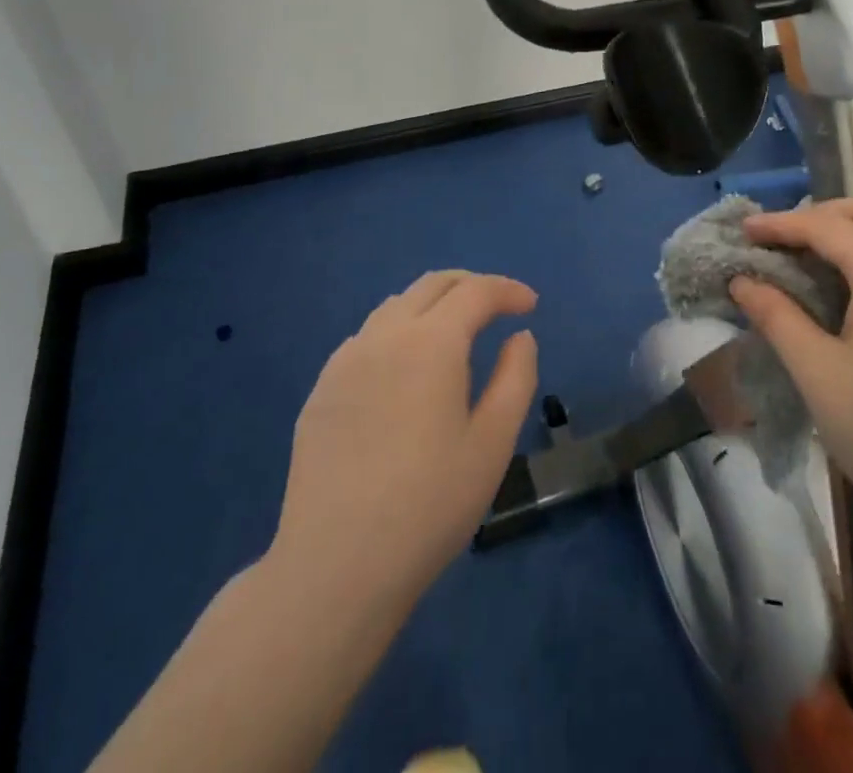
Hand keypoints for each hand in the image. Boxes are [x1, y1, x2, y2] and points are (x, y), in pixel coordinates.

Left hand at [274, 271, 537, 608]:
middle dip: (471, 286)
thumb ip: (515, 378)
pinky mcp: (321, 389)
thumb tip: (519, 337)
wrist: (335, 567)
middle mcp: (384, 336)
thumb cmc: (429, 505)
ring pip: (395, 306)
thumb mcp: (492, 443)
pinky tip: (405, 372)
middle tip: (497, 308)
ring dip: (432, 306)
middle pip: (432, 285)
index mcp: (431, 343)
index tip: (531, 306)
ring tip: (454, 337)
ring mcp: (345, 361)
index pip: (475, 292)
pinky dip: (399, 333)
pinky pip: (367, 338)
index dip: (508, 290)